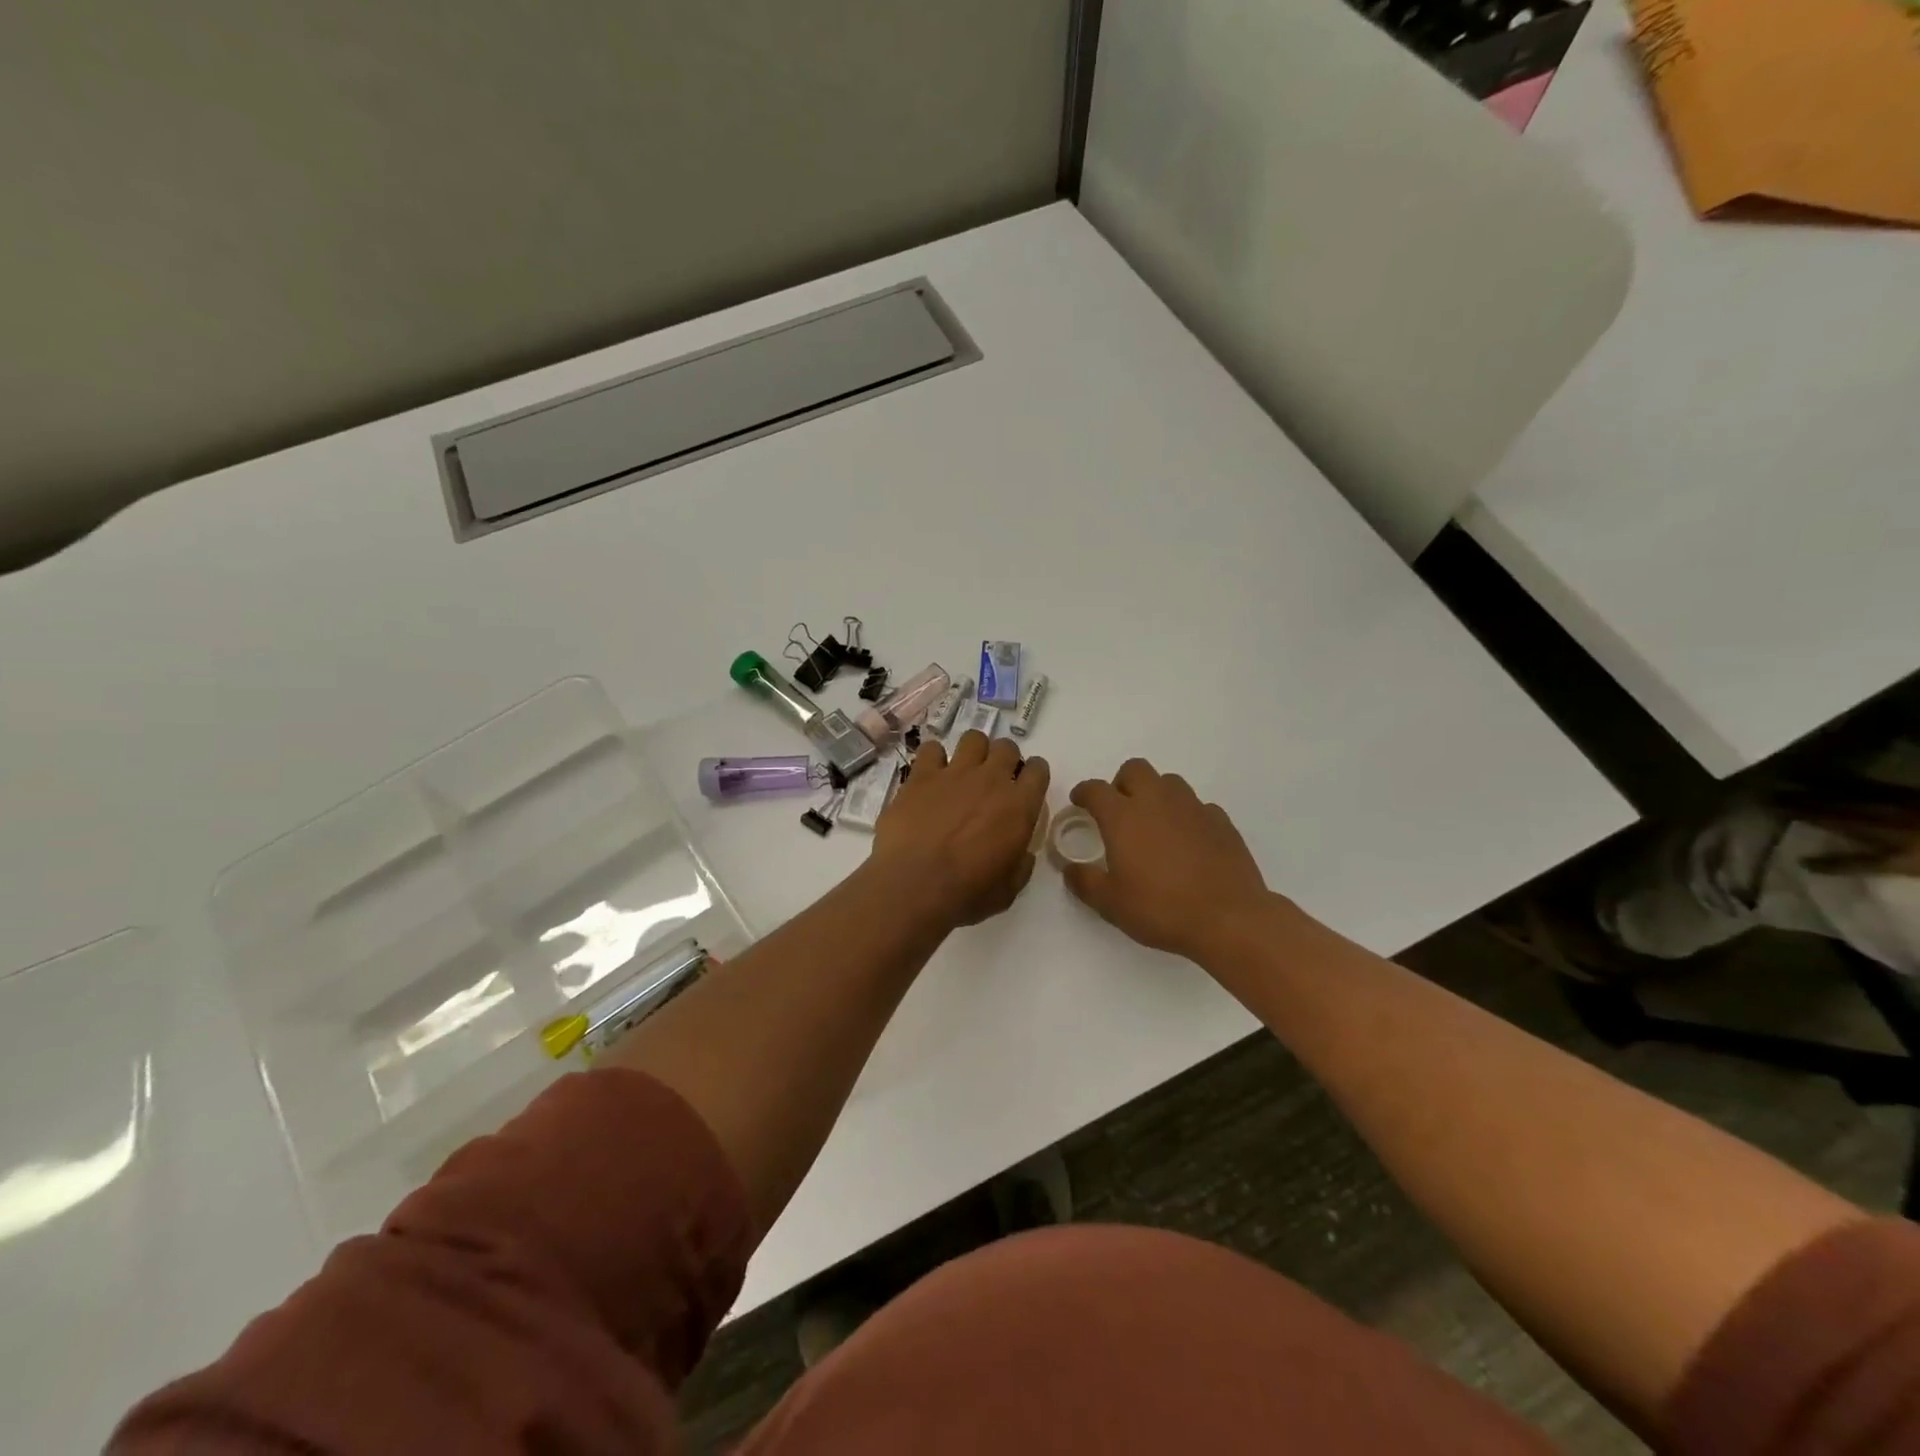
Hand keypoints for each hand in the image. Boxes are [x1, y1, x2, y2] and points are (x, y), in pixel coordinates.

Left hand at [874, 732, 1049, 927]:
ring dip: (973, 752)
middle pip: (1006, 747)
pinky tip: (929, 775)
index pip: (1039, 770)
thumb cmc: (966, 894)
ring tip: (963, 771)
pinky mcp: (921, 775)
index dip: (1033, 775)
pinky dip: (933, 758)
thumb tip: (1021, 853)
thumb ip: (1020, 864)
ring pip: (973, 738)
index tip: (1024, 787)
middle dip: (1004, 759)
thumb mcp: (1008, 890)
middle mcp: (991, 780)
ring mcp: (954, 773)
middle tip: (992, 781)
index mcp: (1019, 806)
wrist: (913, 886)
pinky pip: (931, 748)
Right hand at [1064, 758, 1277, 963]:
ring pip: (1168, 782)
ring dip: (1155, 794)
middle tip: (1119, 811)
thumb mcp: (1111, 904)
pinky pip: (1197, 805)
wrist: (1228, 919)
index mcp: (1123, 816)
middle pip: (1134, 770)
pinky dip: (1186, 815)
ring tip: (1154, 824)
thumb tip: (1071, 869)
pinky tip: (1187, 841)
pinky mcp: (1221, 821)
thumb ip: (1085, 882)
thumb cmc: (1161, 909)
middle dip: (1121, 784)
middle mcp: (1156, 801)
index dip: (1084, 793)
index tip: (1080, 803)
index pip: (1095, 789)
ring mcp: (1192, 808)